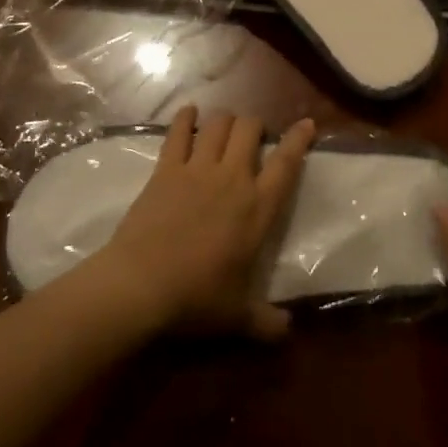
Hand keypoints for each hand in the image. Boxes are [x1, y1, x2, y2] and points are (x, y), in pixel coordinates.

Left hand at [92, 106, 314, 339]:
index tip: (307, 123)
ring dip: (226, 119)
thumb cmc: (196, 299)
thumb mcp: (238, 317)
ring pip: (219, 124)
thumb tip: (288, 333)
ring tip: (226, 125)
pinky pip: (178, 132)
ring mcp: (197, 169)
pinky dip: (185, 118)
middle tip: (253, 137)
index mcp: (258, 208)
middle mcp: (232, 178)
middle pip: (250, 129)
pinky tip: (189, 112)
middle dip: (255, 125)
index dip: (299, 139)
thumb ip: (266, 322)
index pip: (287, 163)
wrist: (141, 284)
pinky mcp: (166, 169)